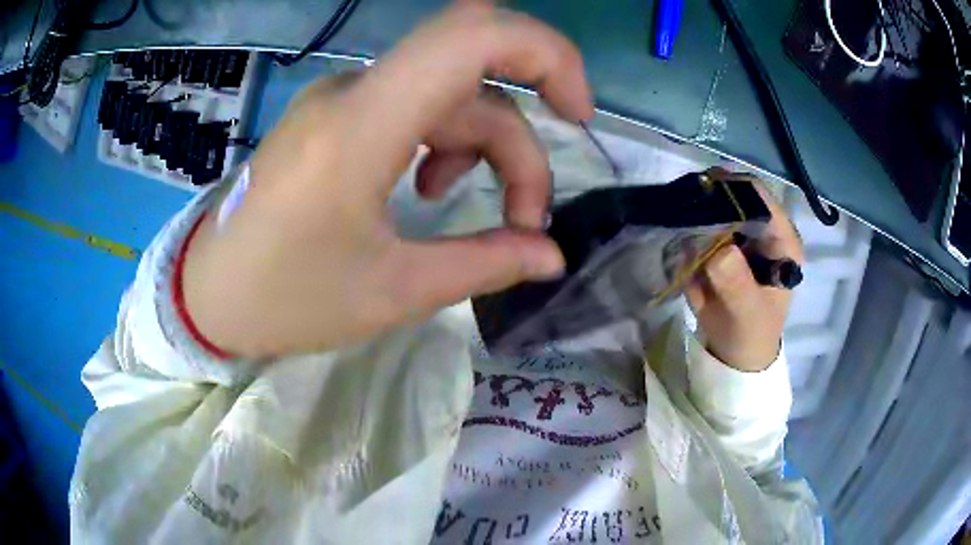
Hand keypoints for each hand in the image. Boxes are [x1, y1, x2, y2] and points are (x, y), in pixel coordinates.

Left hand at [182, 3, 593, 356]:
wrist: (209, 295)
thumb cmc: (284, 300)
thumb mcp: (391, 292)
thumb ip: (483, 264)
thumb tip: (551, 256)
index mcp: (362, 125)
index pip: (471, 33)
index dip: (545, 52)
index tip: (578, 112)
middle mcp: (354, 92)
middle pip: (473, 76)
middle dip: (519, 137)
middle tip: (526, 213)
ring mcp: (342, 99)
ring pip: (447, 95)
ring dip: (484, 146)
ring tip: (482, 213)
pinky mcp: (335, 116)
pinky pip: (413, 107)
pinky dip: (445, 141)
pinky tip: (428, 189)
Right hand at [685, 171, 803, 371]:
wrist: (736, 355)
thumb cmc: (752, 333)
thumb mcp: (748, 313)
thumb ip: (737, 283)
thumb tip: (719, 249)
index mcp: (780, 239)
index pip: (758, 196)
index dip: (732, 190)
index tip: (701, 196)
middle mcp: (760, 229)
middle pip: (733, 195)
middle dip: (706, 198)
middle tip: (680, 208)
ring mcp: (739, 235)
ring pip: (713, 206)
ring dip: (691, 210)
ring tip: (672, 221)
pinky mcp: (719, 245)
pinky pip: (699, 225)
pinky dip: (684, 226)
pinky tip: (673, 235)